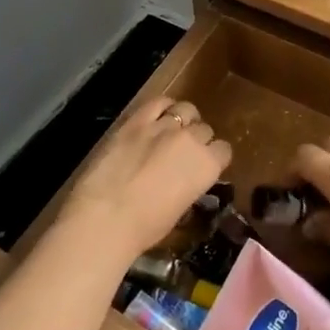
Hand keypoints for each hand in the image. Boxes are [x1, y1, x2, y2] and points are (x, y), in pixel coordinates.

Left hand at [58, 99, 231, 264]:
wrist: (105, 217)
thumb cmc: (145, 228)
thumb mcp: (179, 211)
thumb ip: (189, 187)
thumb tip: (184, 182)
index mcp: (207, 166)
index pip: (224, 150)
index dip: (214, 158)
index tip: (204, 166)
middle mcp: (191, 140)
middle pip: (205, 129)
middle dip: (198, 140)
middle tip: (183, 154)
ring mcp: (164, 126)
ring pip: (186, 110)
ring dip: (184, 120)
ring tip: (172, 131)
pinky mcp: (137, 120)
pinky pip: (158, 102)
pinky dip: (162, 107)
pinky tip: (157, 116)